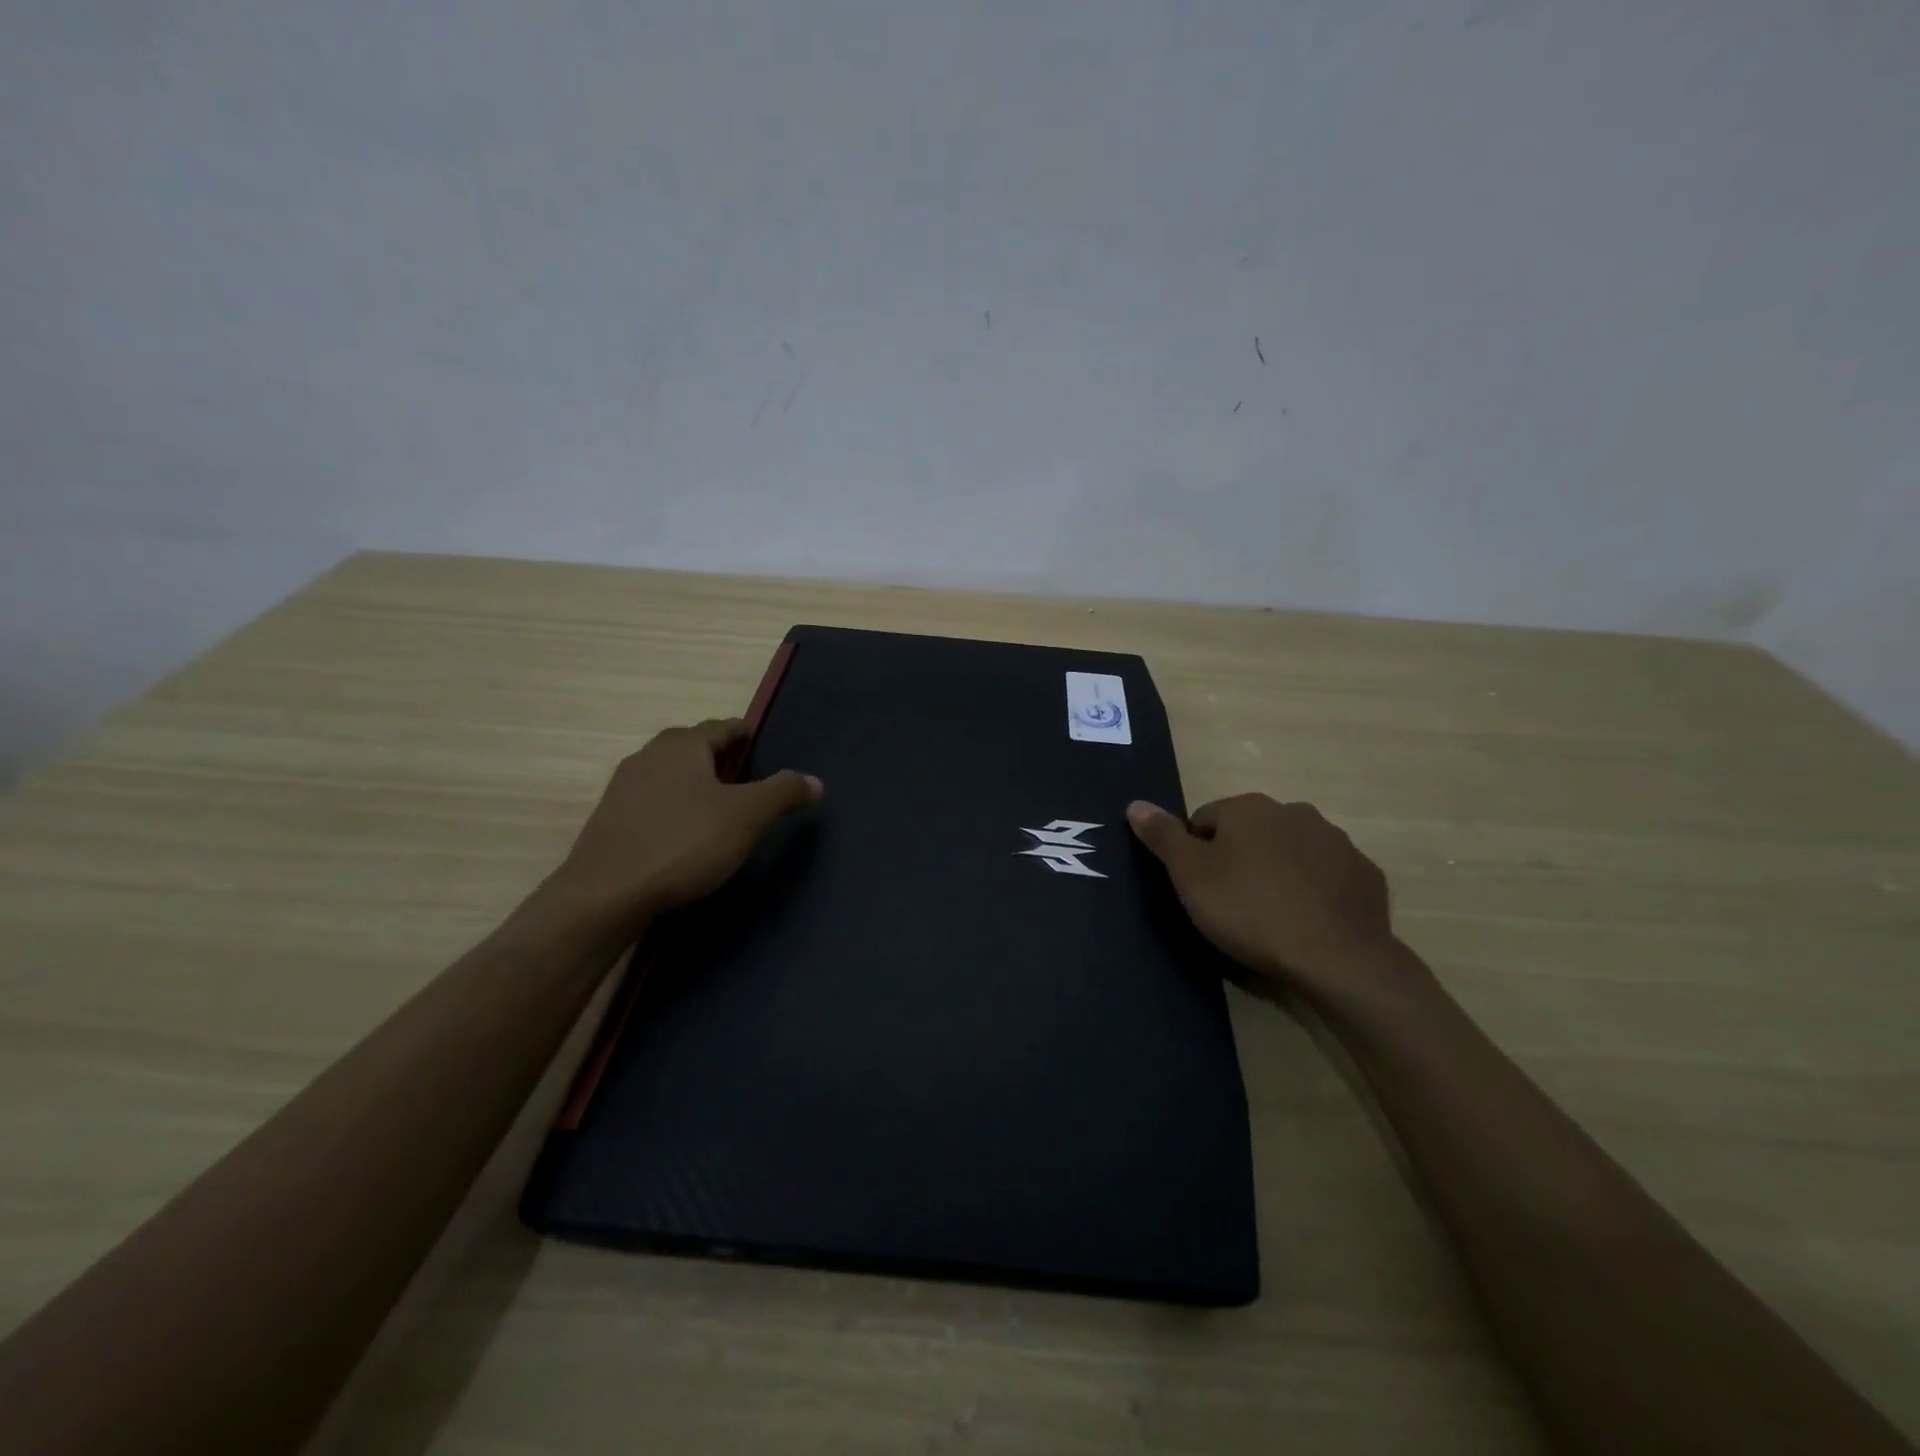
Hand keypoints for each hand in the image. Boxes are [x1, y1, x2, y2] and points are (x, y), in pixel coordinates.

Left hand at [544, 718, 820, 934]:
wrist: (606, 894)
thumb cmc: (684, 844)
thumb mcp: (748, 817)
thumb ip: (784, 792)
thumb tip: (815, 781)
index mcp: (683, 746)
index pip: (721, 727)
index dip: (743, 733)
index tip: (759, 743)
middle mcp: (648, 757)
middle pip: (689, 746)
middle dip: (716, 755)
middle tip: (742, 774)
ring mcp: (622, 788)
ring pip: (667, 773)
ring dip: (691, 781)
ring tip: (715, 804)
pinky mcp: (608, 821)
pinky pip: (650, 801)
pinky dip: (671, 807)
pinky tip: (682, 832)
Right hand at [1127, 794, 1400, 1006]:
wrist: (1338, 958)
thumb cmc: (1250, 911)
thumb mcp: (1191, 876)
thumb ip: (1162, 836)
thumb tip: (1136, 803)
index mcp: (1249, 807)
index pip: (1204, 820)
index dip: (1195, 855)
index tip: (1200, 890)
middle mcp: (1294, 811)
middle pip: (1249, 832)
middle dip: (1237, 859)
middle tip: (1231, 904)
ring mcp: (1336, 842)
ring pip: (1289, 851)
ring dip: (1276, 872)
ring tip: (1269, 916)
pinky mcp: (1365, 874)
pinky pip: (1325, 876)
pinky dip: (1312, 891)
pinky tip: (1306, 921)